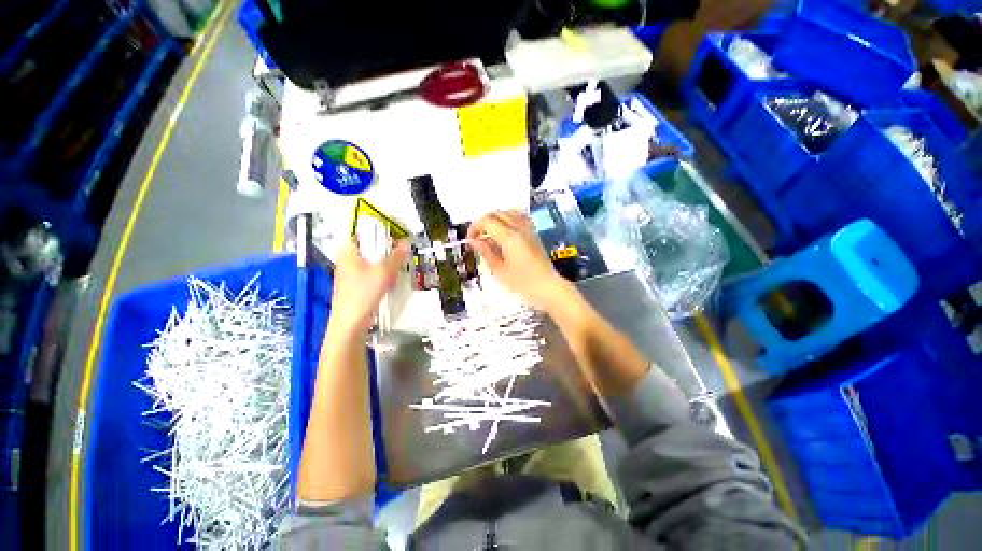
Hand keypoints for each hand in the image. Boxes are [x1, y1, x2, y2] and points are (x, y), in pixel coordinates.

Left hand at [330, 238, 409, 333]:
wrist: (351, 322)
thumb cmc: (362, 294)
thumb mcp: (384, 271)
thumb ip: (396, 256)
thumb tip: (406, 244)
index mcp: (347, 251)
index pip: (362, 232)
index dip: (379, 233)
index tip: (392, 238)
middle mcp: (345, 260)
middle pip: (369, 248)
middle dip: (384, 253)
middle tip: (396, 257)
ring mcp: (349, 274)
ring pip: (371, 262)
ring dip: (384, 266)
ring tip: (392, 273)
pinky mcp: (354, 286)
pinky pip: (370, 274)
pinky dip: (380, 276)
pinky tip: (387, 284)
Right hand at [467, 211, 568, 310]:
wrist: (547, 287)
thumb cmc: (523, 283)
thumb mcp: (499, 270)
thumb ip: (486, 252)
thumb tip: (474, 241)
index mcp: (509, 237)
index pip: (487, 221)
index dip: (474, 227)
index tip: (470, 240)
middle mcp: (519, 228)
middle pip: (496, 213)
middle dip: (482, 222)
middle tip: (476, 238)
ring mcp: (528, 229)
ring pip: (507, 212)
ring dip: (494, 219)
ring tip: (488, 234)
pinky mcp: (533, 233)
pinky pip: (518, 216)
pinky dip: (507, 219)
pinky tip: (504, 231)